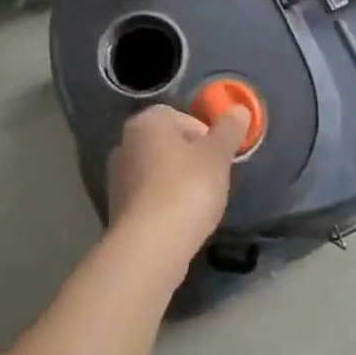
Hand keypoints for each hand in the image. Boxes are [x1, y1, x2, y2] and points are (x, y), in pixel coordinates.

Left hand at [105, 104, 247, 259]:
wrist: (150, 246)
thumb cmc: (187, 188)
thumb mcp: (217, 155)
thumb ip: (229, 129)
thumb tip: (238, 108)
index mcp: (146, 122)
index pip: (180, 117)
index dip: (205, 134)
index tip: (219, 156)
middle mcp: (125, 143)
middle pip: (167, 144)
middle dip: (191, 158)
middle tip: (213, 178)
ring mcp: (117, 177)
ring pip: (157, 171)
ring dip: (177, 181)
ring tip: (198, 203)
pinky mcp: (117, 208)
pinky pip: (148, 196)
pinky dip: (164, 203)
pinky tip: (180, 220)